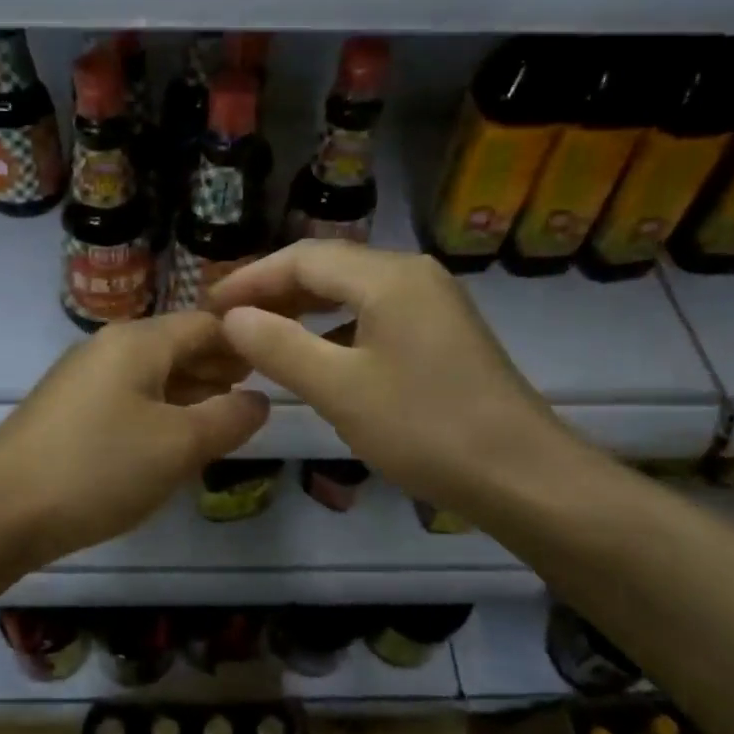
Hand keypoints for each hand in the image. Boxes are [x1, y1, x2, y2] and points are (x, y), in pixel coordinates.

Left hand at [0, 313, 270, 563]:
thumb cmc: (99, 468)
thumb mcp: (178, 445)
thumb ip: (229, 418)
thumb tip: (259, 400)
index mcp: (138, 342)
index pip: (206, 324)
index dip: (245, 341)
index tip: (279, 364)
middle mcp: (109, 348)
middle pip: (178, 345)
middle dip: (220, 366)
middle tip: (258, 391)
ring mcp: (84, 379)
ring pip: (153, 374)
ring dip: (192, 390)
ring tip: (225, 415)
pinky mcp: (68, 411)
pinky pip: (129, 398)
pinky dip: (161, 409)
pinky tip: (174, 437)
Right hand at [208, 242, 573, 514]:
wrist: (522, 476)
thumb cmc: (424, 428)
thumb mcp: (339, 390)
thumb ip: (279, 346)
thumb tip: (233, 317)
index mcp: (388, 277)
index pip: (303, 258)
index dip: (252, 279)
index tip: (210, 305)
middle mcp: (413, 274)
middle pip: (329, 267)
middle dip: (275, 290)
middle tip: (230, 319)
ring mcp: (433, 302)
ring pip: (353, 291)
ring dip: (305, 308)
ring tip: (263, 334)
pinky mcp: (443, 332)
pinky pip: (375, 314)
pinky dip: (336, 327)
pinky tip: (319, 355)